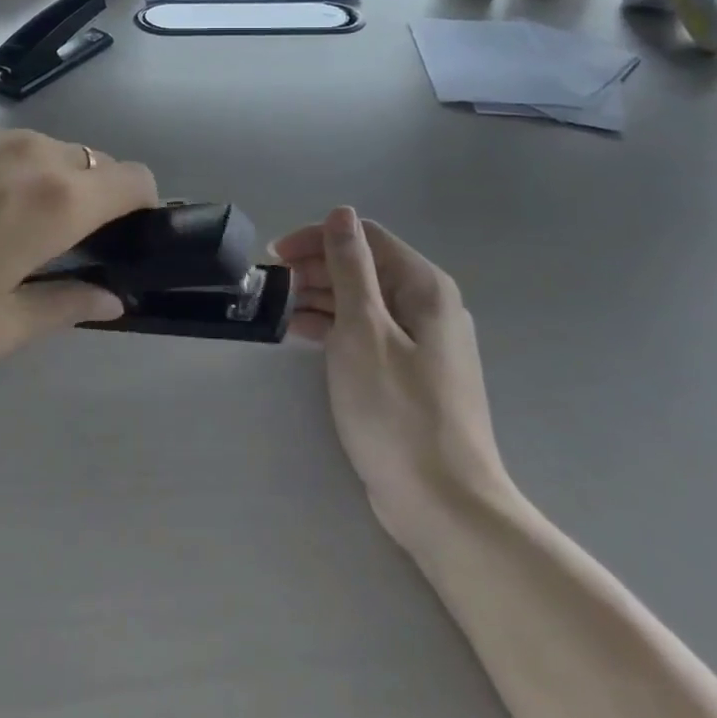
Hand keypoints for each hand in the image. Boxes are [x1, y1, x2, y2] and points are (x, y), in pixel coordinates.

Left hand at [0, 129, 157, 359]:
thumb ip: (65, 308)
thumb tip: (110, 299)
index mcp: (61, 199)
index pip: (138, 181)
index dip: (146, 211)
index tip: (122, 246)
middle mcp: (38, 153)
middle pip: (100, 165)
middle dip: (100, 203)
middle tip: (62, 252)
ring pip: (55, 154)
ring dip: (55, 187)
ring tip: (6, 233)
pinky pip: (11, 148)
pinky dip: (15, 174)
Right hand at [272, 208, 513, 538]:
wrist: (444, 504)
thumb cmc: (397, 410)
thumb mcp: (363, 329)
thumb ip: (350, 267)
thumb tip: (341, 213)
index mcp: (423, 286)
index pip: (365, 237)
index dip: (318, 239)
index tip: (275, 257)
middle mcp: (428, 306)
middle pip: (365, 267)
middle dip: (316, 269)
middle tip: (272, 287)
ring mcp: (421, 343)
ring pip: (364, 301)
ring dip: (321, 298)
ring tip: (279, 310)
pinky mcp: (410, 374)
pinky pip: (367, 333)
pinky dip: (335, 328)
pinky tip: (302, 334)